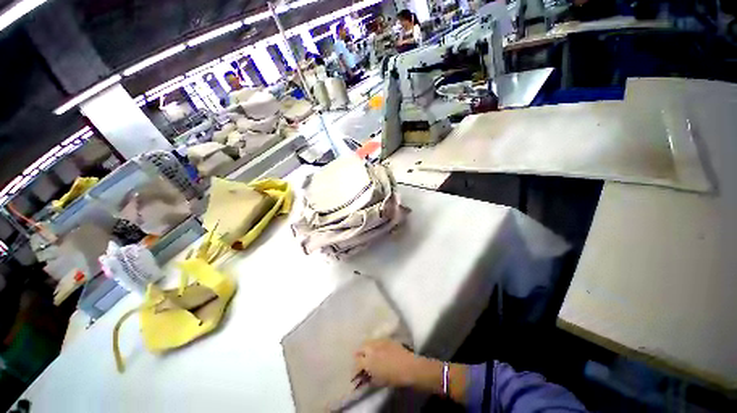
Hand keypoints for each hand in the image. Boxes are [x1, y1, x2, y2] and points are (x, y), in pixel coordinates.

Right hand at [354, 339, 418, 386]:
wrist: (408, 366)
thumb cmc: (393, 377)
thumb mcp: (378, 381)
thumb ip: (369, 377)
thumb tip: (364, 375)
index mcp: (367, 360)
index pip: (357, 362)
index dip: (356, 367)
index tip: (357, 371)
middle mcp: (371, 348)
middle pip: (360, 348)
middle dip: (359, 354)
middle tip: (361, 360)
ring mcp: (379, 341)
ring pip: (368, 341)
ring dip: (366, 347)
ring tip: (369, 353)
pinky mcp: (386, 338)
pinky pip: (377, 340)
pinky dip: (375, 344)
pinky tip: (378, 348)